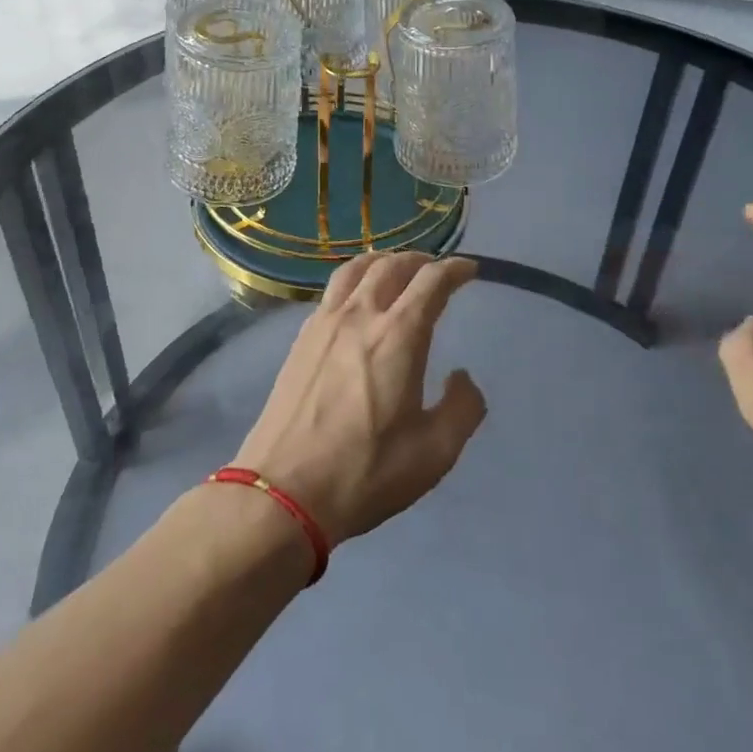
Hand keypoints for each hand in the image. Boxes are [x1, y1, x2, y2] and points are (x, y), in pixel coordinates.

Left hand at [232, 252, 487, 543]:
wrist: (283, 491)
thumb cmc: (366, 471)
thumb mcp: (434, 452)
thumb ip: (462, 408)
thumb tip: (462, 377)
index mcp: (399, 335)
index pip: (431, 281)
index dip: (455, 269)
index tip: (469, 270)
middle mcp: (360, 315)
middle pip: (391, 265)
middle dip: (419, 260)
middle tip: (436, 269)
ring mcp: (324, 324)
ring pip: (355, 269)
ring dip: (382, 262)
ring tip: (395, 270)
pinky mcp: (301, 339)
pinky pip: (332, 292)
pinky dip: (354, 281)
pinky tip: (357, 302)